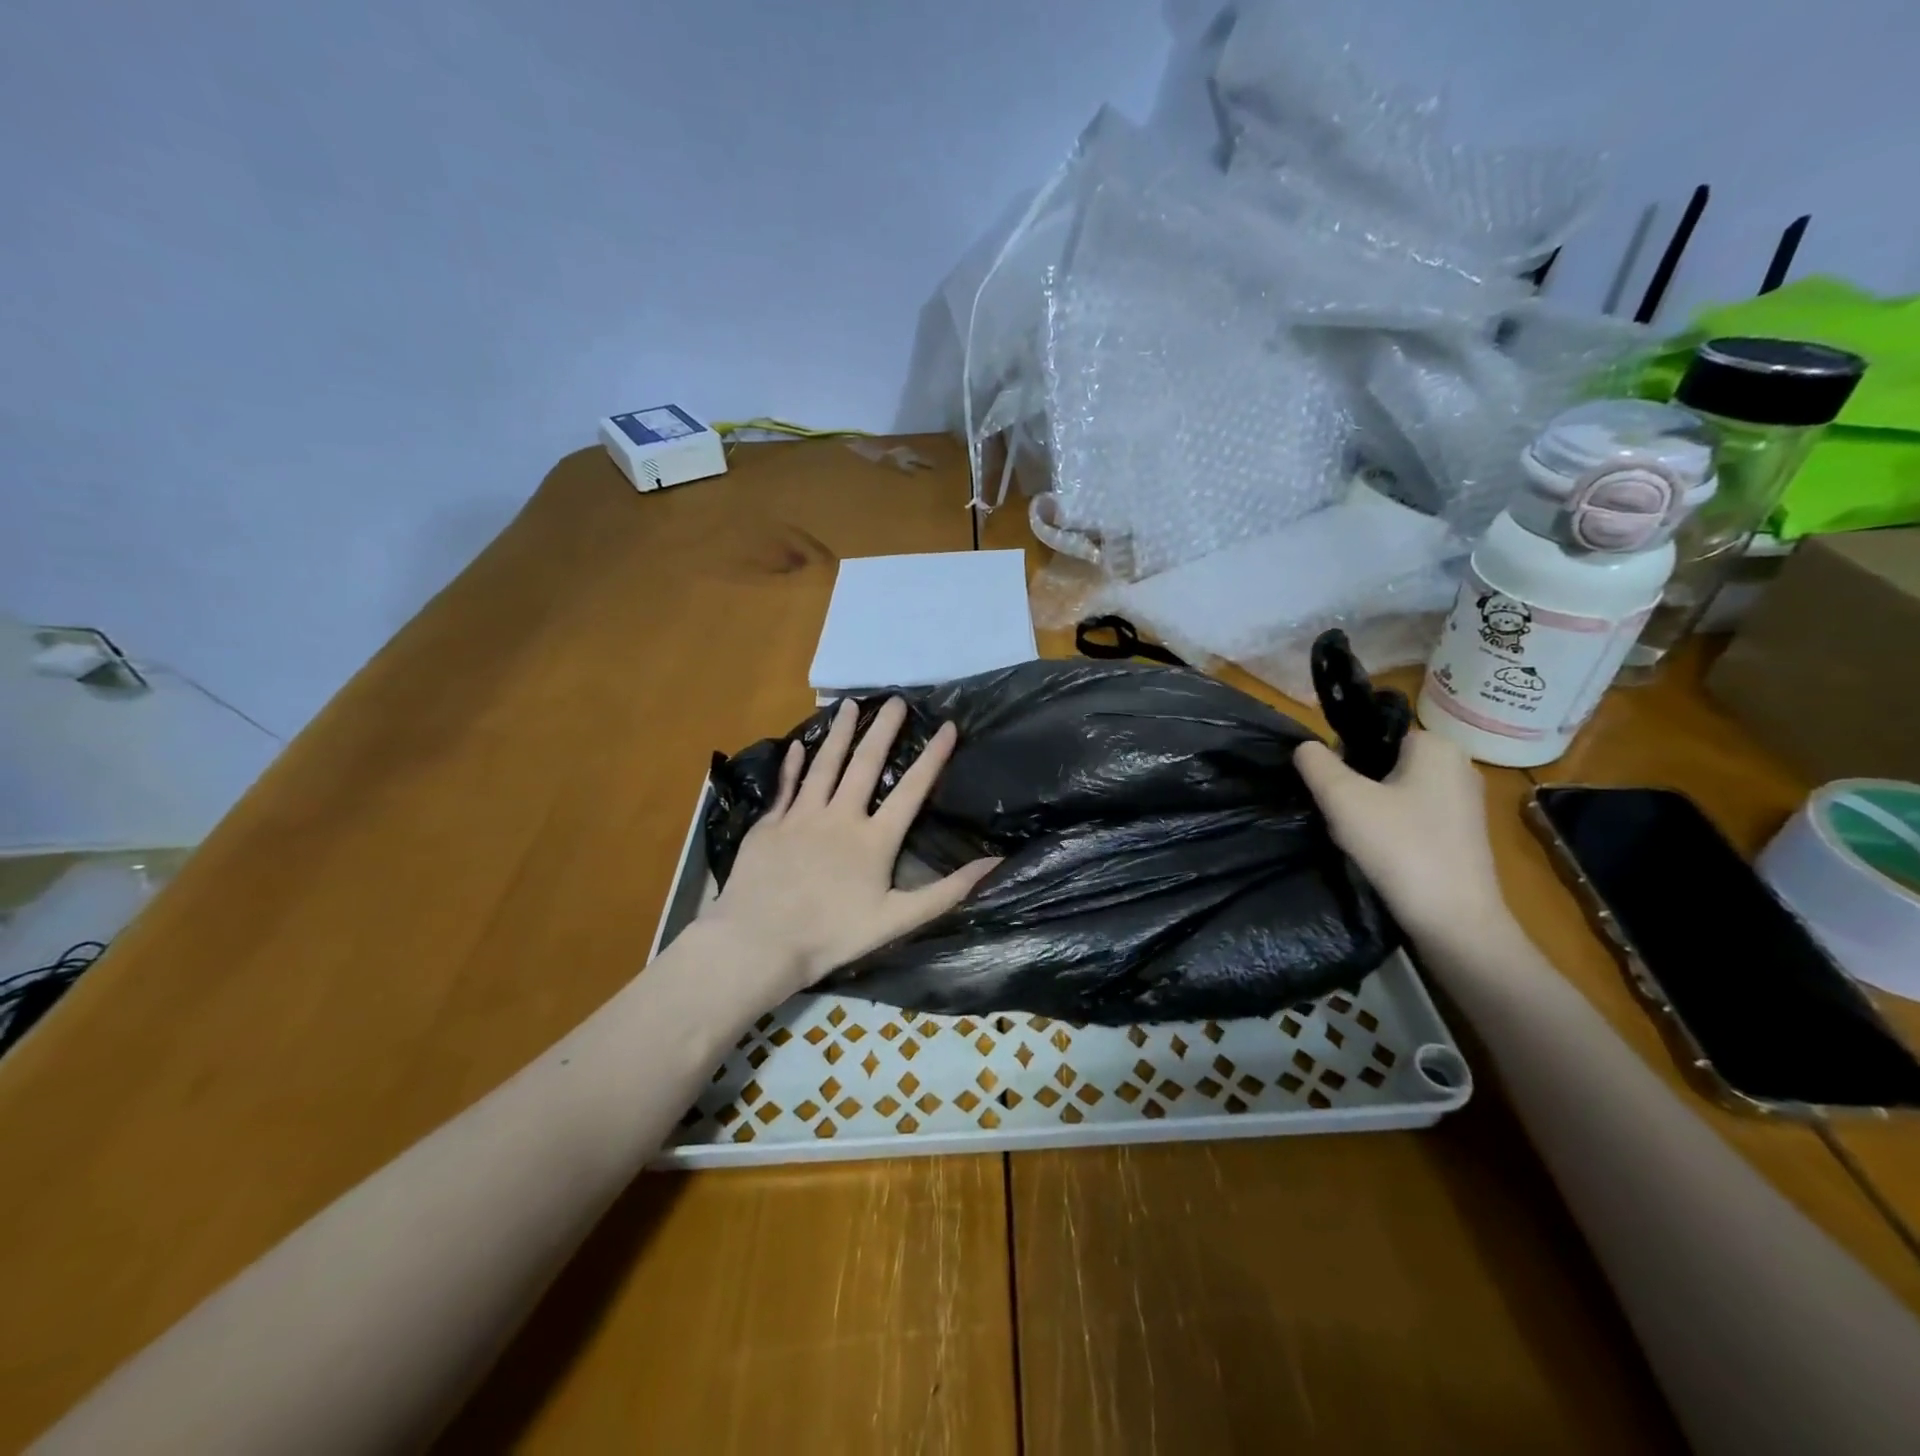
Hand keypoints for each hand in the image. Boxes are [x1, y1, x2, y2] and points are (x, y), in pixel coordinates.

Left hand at [705, 697, 1000, 999]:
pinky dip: (792, 764)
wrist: (759, 942)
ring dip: (839, 733)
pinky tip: (798, 744)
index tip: (946, 726)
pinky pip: (785, 786)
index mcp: (874, 840)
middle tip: (895, 700)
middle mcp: (840, 817)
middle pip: (865, 764)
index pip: (911, 790)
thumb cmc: (832, 936)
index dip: (932, 757)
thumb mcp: (897, 920)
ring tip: (849, 705)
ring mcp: (801, 817)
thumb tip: (993, 863)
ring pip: (824, 765)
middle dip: (883, 730)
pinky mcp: (769, 825)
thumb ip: (946, 891)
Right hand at [1294, 729, 1507, 945]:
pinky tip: (1381, 854)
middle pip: (1382, 763)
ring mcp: (1464, 802)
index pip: (1370, 734)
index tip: (1332, 793)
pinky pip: (1412, 816)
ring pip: (1394, 791)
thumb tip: (1306, 747)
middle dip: (1355, 787)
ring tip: (1360, 840)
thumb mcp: (1343, 799)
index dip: (1342, 760)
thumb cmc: (1399, 847)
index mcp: (1436, 746)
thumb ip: (1316, 764)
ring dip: (1369, 811)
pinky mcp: (1463, 833)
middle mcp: (1457, 765)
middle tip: (1344, 819)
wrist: (1454, 920)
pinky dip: (1391, 830)